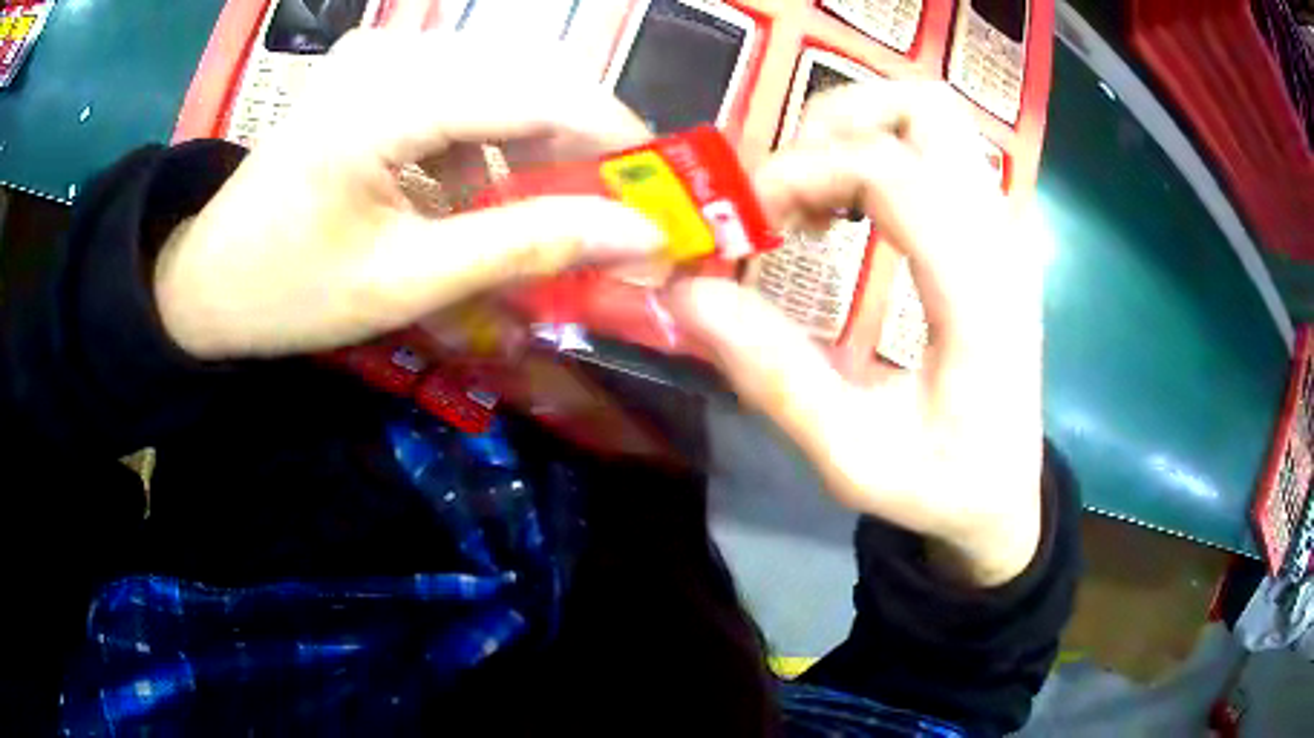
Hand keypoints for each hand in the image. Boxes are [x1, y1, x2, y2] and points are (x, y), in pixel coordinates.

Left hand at [155, 29, 661, 359]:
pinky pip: (463, 86)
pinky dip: (492, 136)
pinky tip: (480, 188)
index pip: (539, 91)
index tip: (659, 189)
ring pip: (503, 75)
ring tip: (542, 207)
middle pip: (529, 72)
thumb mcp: (405, 283)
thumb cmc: (290, 292)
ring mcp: (381, 54)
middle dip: (581, 139)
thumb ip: (524, 246)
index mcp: (385, 102)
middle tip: (607, 207)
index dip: (614, 137)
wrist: (207, 280)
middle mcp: (391, 53)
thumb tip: (636, 234)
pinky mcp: (375, 68)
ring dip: (537, 139)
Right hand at [671, 83, 1045, 586]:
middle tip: (785, 185)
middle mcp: (1001, 239)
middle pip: (924, 107)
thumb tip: (688, 294)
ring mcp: (1005, 229)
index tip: (749, 222)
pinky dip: (877, 150)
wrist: (1007, 494)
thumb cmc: (942, 486)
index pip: (890, 170)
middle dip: (836, 121)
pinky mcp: (995, 233)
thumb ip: (775, 378)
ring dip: (856, 131)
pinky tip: (845, 209)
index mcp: (979, 294)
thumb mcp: (852, 459)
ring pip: (933, 116)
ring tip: (809, 194)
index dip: (801, 172)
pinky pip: (936, 150)